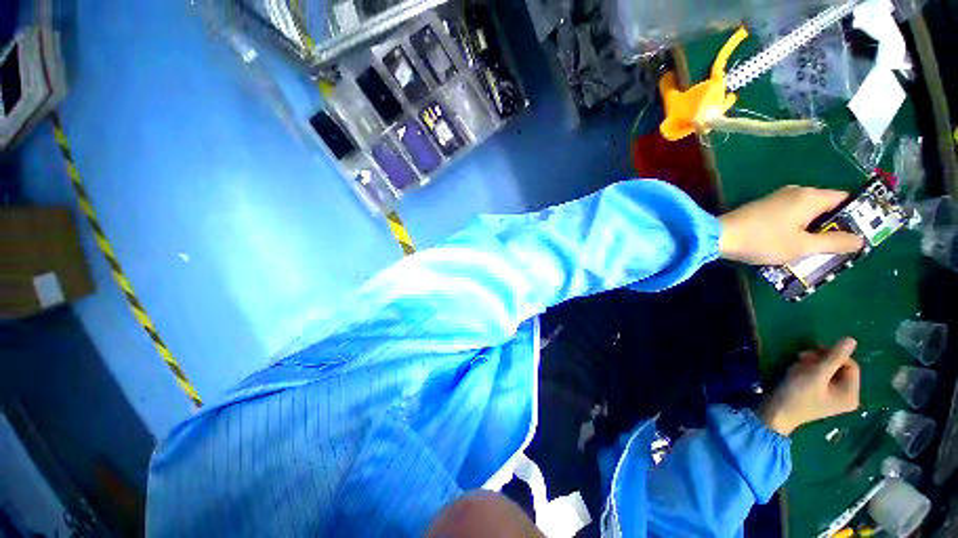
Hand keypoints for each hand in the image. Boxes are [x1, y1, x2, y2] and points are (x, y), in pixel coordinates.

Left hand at [719, 186, 863, 264]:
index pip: (845, 200)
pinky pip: (791, 215)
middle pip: (827, 206)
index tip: (861, 236)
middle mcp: (796, 191)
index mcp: (811, 196)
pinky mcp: (764, 207)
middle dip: (835, 226)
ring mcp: (778, 198)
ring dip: (815, 229)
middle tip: (840, 248)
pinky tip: (795, 243)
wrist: (718, 236)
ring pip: (808, 212)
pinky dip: (798, 228)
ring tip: (819, 250)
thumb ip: (834, 242)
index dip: (856, 216)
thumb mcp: (803, 246)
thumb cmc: (763, 240)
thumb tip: (861, 239)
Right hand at [759, 338, 860, 435]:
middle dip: (820, 360)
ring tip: (796, 367)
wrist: (775, 413)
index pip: (850, 365)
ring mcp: (833, 397)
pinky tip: (796, 374)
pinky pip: (821, 378)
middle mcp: (847, 396)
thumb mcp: (815, 374)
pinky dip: (809, 372)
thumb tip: (852, 339)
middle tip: (800, 358)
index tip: (810, 353)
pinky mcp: (821, 396)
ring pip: (829, 371)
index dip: (832, 355)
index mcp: (851, 394)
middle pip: (840, 368)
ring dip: (812, 365)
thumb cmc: (797, 395)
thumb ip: (834, 357)